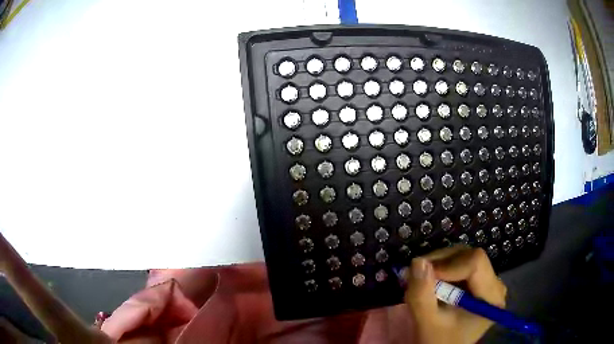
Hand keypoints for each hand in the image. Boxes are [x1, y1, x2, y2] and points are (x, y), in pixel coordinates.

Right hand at [404, 245, 506, 343]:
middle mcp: (495, 284)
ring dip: (438, 266)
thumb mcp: (427, 323)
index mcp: (491, 297)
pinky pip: (460, 264)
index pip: (475, 262)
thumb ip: (422, 295)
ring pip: (463, 256)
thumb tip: (418, 261)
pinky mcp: (478, 282)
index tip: (422, 275)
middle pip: (469, 256)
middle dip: (439, 263)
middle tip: (415, 277)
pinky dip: (441, 270)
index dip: (447, 264)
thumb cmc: (438, 341)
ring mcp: (488, 282)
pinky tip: (431, 284)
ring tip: (421, 283)